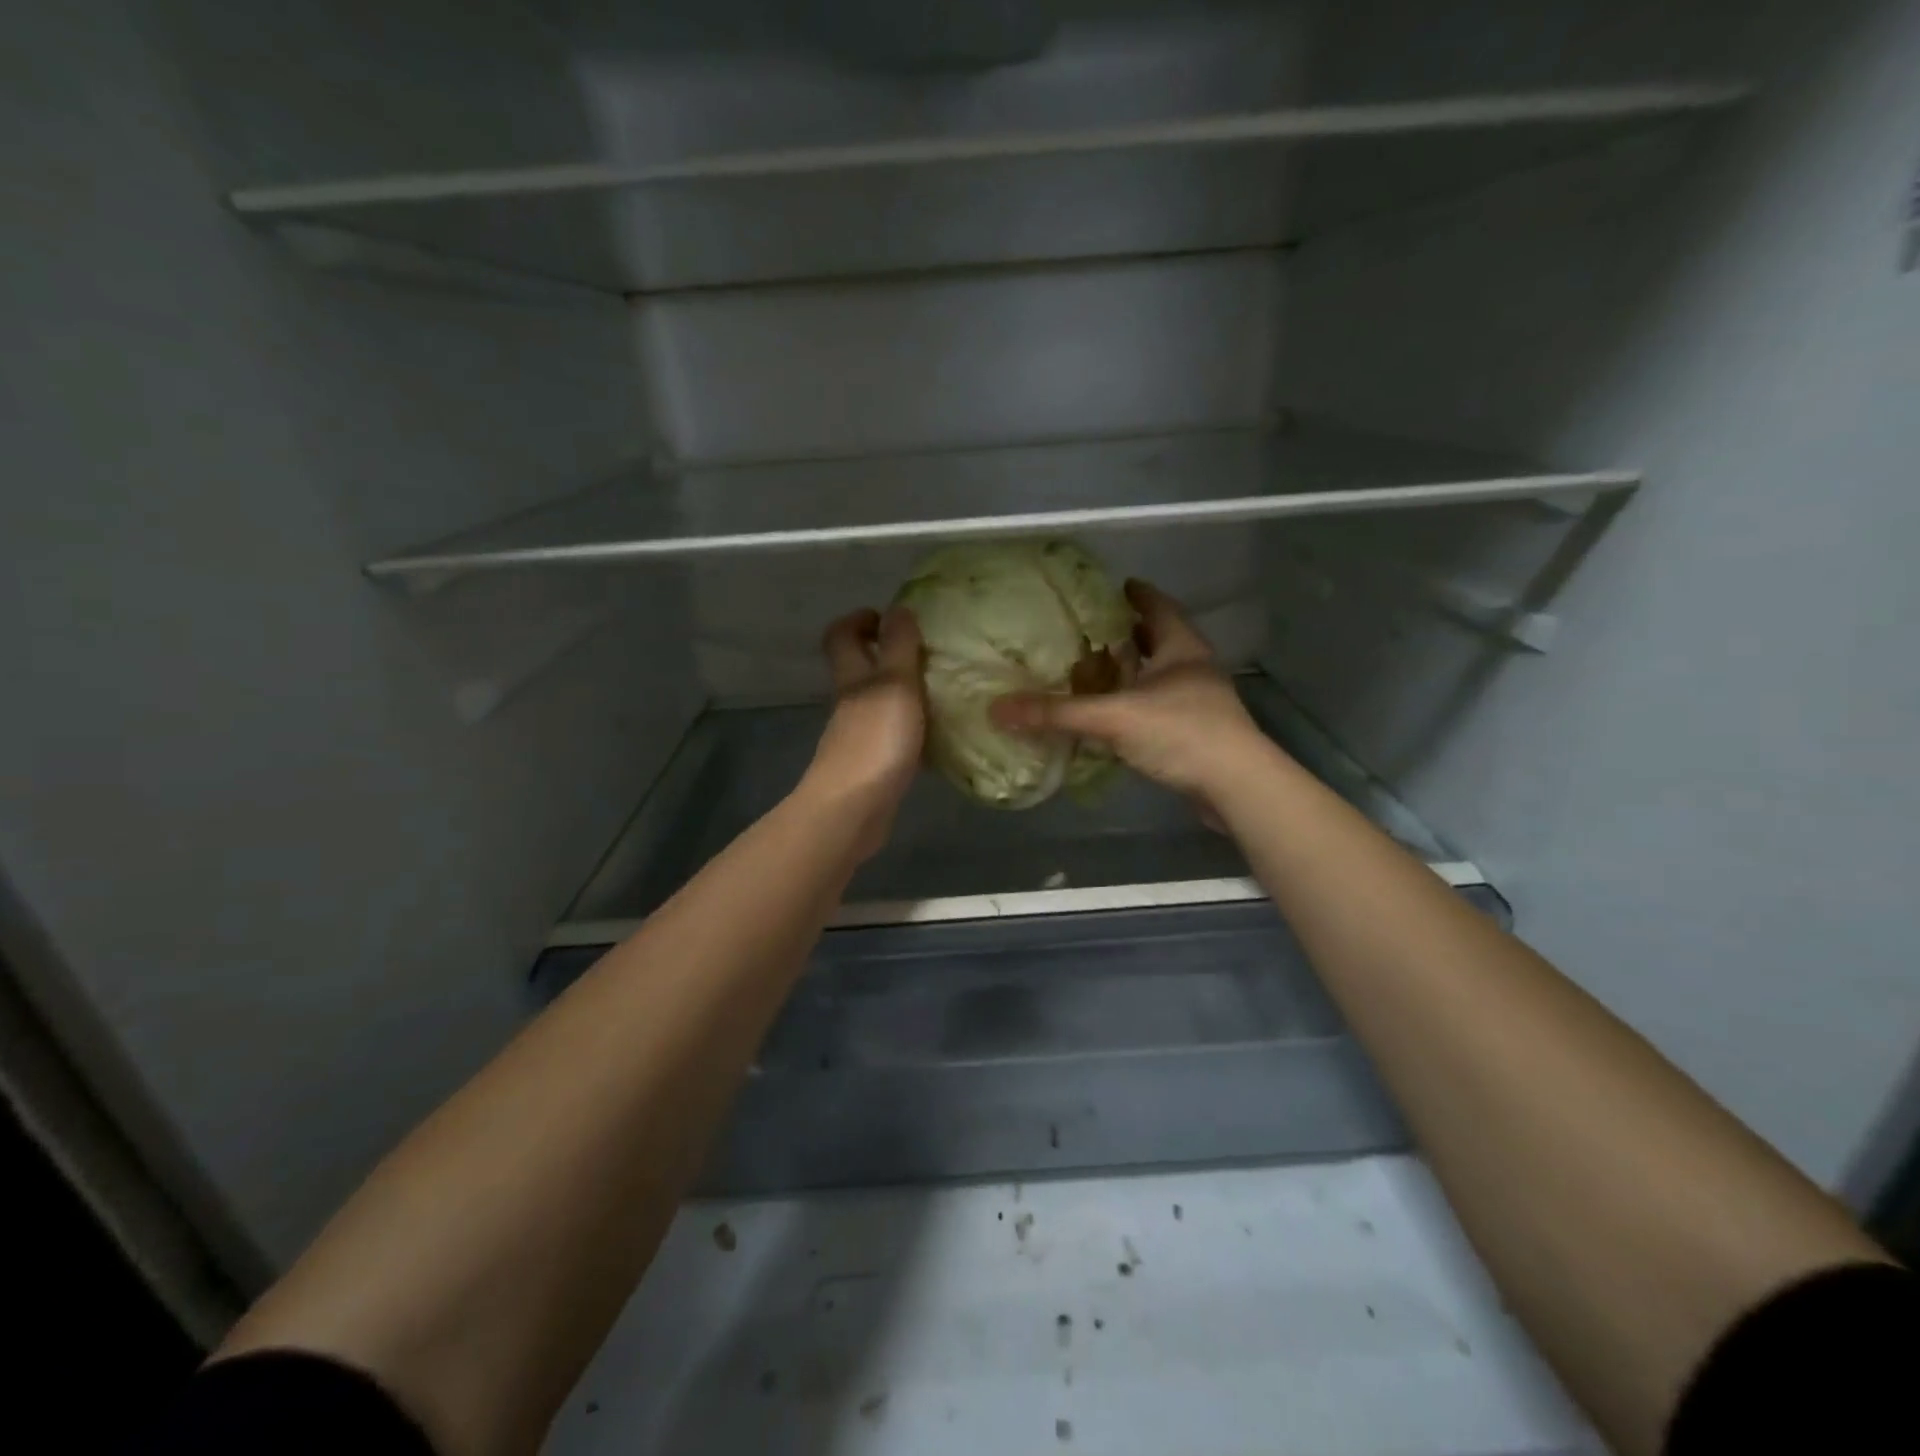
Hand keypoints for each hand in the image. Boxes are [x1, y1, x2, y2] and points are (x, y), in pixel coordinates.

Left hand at [804, 605, 924, 858]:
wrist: (853, 809)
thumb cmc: (875, 740)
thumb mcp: (894, 685)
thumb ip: (899, 647)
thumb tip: (898, 607)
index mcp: (852, 678)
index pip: (841, 636)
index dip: (859, 620)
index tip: (888, 616)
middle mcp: (850, 703)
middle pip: (858, 668)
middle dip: (885, 653)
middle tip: (926, 651)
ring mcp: (858, 735)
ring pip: (877, 702)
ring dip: (903, 691)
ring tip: (942, 689)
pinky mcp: (872, 765)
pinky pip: (892, 735)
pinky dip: (911, 728)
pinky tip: (938, 734)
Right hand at [990, 580, 1269, 812]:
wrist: (1236, 786)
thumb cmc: (1181, 733)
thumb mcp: (1113, 717)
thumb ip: (1057, 714)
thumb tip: (997, 709)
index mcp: (1181, 647)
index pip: (1158, 606)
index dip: (1137, 594)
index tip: (1115, 586)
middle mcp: (1193, 668)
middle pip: (1160, 640)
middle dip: (1129, 634)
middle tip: (1092, 631)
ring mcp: (1199, 702)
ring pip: (1160, 676)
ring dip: (1133, 672)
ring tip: (1097, 671)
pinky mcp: (1196, 733)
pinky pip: (1159, 708)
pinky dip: (1136, 705)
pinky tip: (1114, 717)